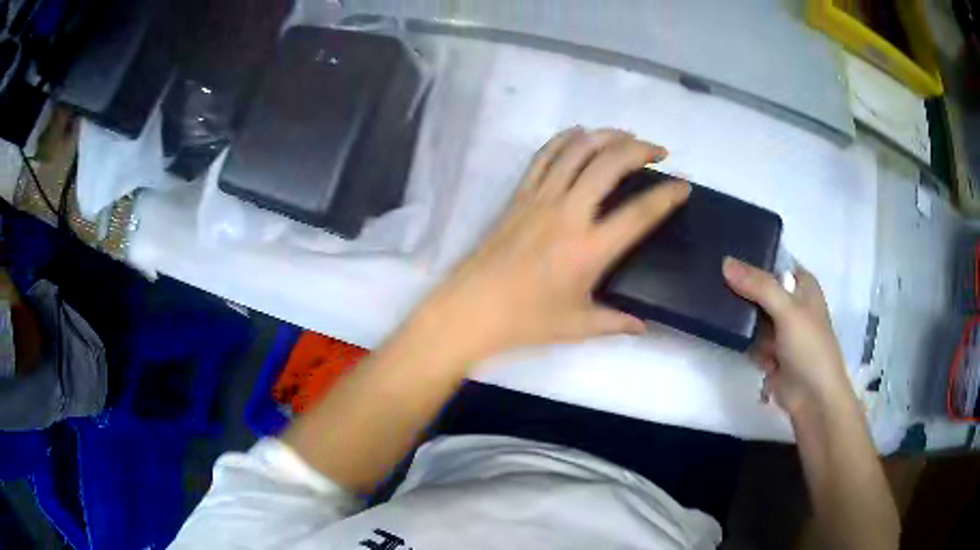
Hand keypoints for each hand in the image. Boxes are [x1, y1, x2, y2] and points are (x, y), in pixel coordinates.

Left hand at [415, 128, 689, 365]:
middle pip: (610, 164)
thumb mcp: (577, 326)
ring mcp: (541, 199)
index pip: (640, 214)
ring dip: (607, 136)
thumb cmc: (525, 321)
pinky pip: (544, 156)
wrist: (471, 309)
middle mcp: (569, 214)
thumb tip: (642, 326)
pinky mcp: (519, 195)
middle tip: (659, 151)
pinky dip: (565, 139)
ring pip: (578, 150)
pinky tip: (580, 133)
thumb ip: (615, 322)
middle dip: (640, 149)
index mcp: (590, 250)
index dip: (667, 196)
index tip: (683, 186)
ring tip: (627, 136)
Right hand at [722, 257, 855, 417]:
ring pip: (753, 315)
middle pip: (759, 288)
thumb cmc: (809, 348)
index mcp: (802, 285)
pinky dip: (750, 345)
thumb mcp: (787, 311)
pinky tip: (758, 356)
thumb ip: (759, 286)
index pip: (773, 262)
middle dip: (743, 294)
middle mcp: (792, 303)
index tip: (725, 261)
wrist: (814, 398)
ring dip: (745, 324)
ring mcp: (781, 329)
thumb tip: (725, 262)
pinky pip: (751, 339)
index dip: (752, 260)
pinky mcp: (771, 351)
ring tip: (741, 329)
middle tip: (719, 291)